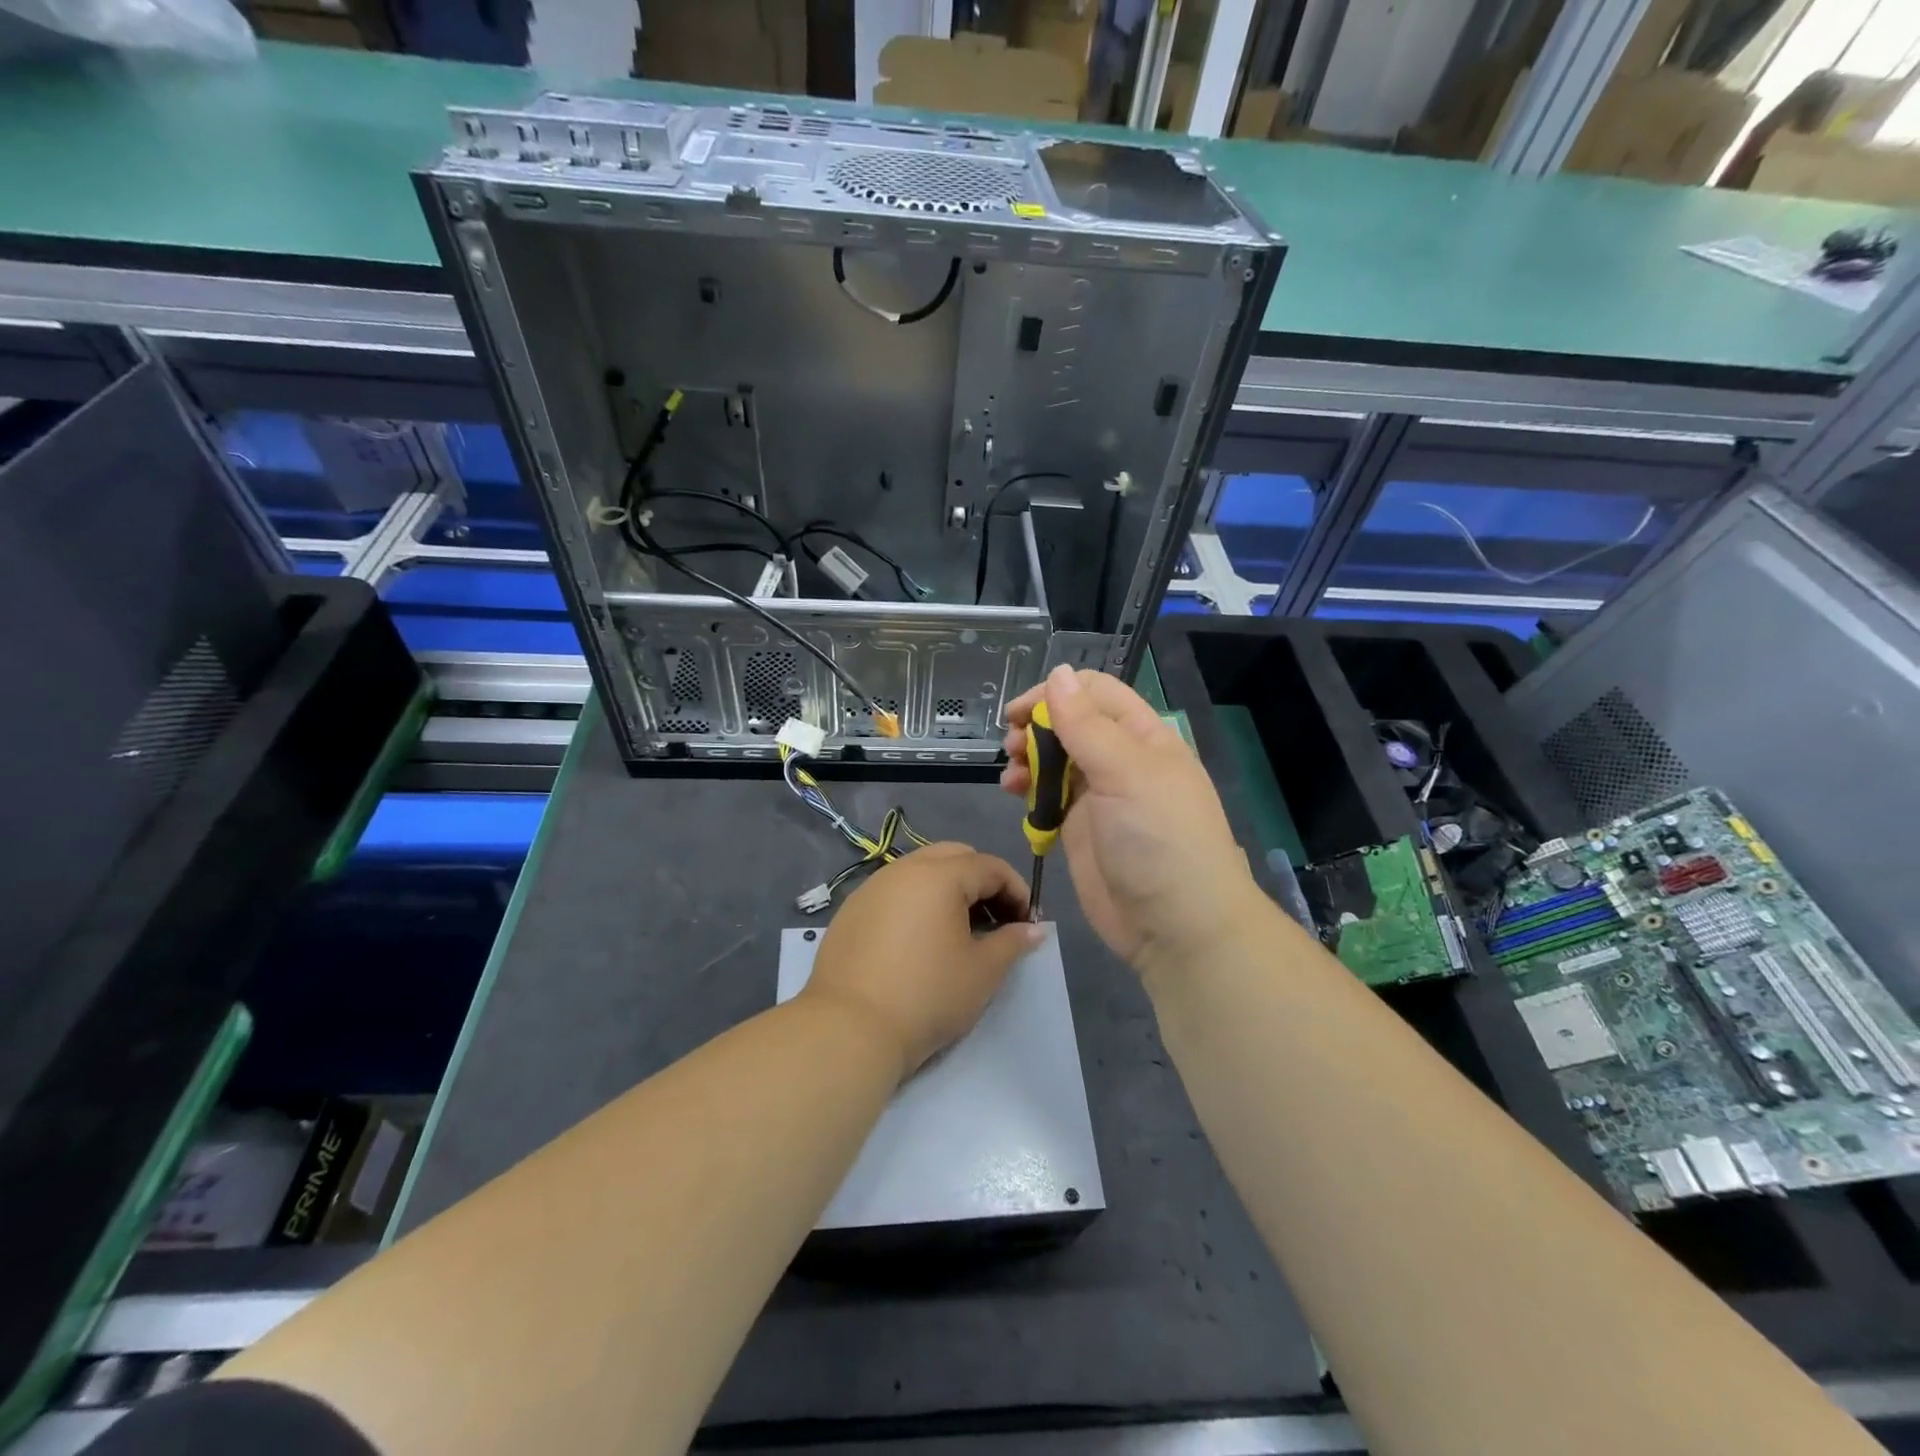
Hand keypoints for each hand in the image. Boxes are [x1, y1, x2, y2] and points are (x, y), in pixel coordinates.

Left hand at [803, 843, 1042, 1078]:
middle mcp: (903, 869)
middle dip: (981, 881)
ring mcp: (871, 887)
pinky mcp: (851, 910)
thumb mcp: (982, 972)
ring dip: (947, 889)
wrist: (849, 1028)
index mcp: (939, 875)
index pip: (989, 866)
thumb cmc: (927, 995)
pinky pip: (894, 892)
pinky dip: (916, 902)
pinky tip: (919, 940)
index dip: (1016, 890)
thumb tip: (1033, 929)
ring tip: (958, 930)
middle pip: (953, 857)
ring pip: (920, 871)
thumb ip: (1012, 942)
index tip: (1027, 922)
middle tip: (995, 919)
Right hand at [1000, 665, 1258, 974]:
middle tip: (1011, 745)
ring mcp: (1100, 796)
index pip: (1096, 692)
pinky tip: (1013, 795)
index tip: (1018, 712)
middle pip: (1070, 723)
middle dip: (1036, 726)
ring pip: (1054, 758)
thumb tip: (1058, 673)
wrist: (1176, 927)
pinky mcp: (1080, 828)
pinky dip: (1028, 789)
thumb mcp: (1126, 773)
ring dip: (1027, 756)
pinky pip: (1048, 795)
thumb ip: (1087, 725)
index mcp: (1143, 737)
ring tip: (1010, 775)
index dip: (1055, 693)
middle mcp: (1121, 760)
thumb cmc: (1159, 840)